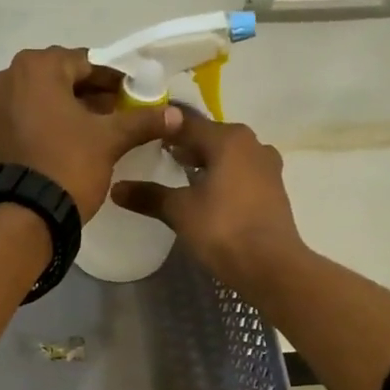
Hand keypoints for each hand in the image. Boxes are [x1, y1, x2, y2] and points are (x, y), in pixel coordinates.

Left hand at [0, 48, 181, 219]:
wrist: (26, 215)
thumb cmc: (69, 165)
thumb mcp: (110, 140)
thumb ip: (142, 121)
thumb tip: (177, 115)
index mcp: (37, 66)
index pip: (86, 63)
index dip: (114, 81)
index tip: (132, 97)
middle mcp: (8, 76)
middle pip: (61, 78)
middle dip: (90, 94)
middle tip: (117, 114)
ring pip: (42, 98)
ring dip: (69, 108)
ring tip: (97, 130)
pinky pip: (25, 116)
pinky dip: (47, 122)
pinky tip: (69, 141)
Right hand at [112, 109, 306, 294]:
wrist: (271, 265)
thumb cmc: (223, 229)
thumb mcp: (180, 211)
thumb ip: (148, 196)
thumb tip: (116, 188)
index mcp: (228, 139)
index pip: (186, 123)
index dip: (163, 129)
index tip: (142, 134)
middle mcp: (252, 144)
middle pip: (210, 137)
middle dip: (185, 145)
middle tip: (158, 155)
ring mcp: (267, 166)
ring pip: (228, 156)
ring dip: (206, 162)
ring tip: (180, 175)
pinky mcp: (273, 190)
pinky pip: (241, 174)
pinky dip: (222, 178)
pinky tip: (207, 194)